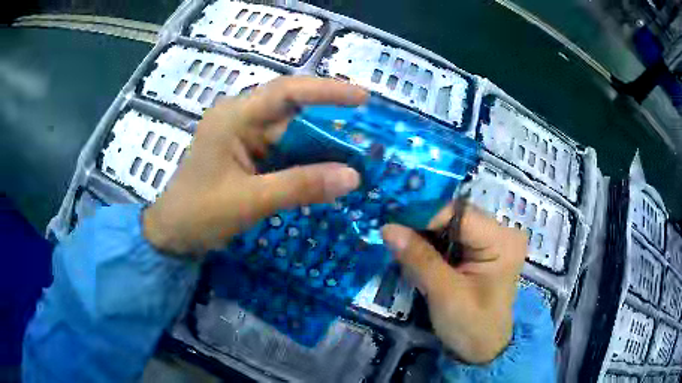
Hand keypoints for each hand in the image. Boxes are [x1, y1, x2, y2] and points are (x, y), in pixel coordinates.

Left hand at [144, 76, 367, 255]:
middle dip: (330, 127)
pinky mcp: (247, 157)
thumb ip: (300, 186)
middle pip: (293, 114)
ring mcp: (244, 138)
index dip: (327, 91)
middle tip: (367, 142)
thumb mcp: (249, 200)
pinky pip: (284, 153)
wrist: (172, 235)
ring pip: (291, 135)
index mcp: (234, 117)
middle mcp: (241, 119)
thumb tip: (352, 177)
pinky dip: (306, 163)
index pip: (287, 93)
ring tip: (356, 159)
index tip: (363, 98)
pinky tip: (327, 173)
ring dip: (321, 148)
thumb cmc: (199, 213)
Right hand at [381, 205, 526, 363]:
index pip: (459, 212)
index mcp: (502, 240)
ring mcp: (491, 242)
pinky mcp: (480, 252)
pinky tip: (418, 259)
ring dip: (425, 239)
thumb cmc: (470, 326)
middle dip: (423, 228)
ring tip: (404, 252)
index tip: (395, 229)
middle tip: (395, 240)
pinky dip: (431, 248)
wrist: (482, 351)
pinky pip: (451, 240)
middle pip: (454, 217)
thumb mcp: (444, 293)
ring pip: (449, 227)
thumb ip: (418, 258)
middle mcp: (500, 233)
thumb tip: (387, 227)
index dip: (425, 217)